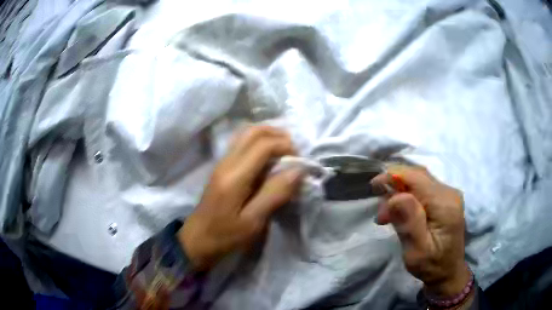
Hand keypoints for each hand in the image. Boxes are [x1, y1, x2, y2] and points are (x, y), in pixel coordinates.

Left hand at [178, 126, 304, 270]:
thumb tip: (298, 170)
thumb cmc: (225, 236)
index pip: (263, 145)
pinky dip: (259, 143)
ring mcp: (222, 163)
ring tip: (285, 150)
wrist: (197, 240)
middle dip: (278, 135)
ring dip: (268, 136)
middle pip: (253, 131)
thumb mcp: (253, 221)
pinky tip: (268, 158)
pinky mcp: (221, 168)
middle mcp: (226, 162)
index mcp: (235, 176)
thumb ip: (275, 194)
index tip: (300, 162)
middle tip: (294, 151)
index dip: (286, 147)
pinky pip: (242, 144)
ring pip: (246, 134)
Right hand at [371, 165, 469, 296]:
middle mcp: (449, 192)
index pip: (416, 178)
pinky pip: (422, 188)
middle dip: (394, 186)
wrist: (448, 272)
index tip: (373, 188)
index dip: (393, 176)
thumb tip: (396, 197)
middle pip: (417, 175)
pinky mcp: (445, 198)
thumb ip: (409, 223)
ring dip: (399, 192)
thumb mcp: (417, 251)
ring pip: (418, 180)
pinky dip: (407, 196)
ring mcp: (448, 194)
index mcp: (444, 204)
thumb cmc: (431, 265)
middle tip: (381, 212)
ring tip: (387, 215)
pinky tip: (400, 212)